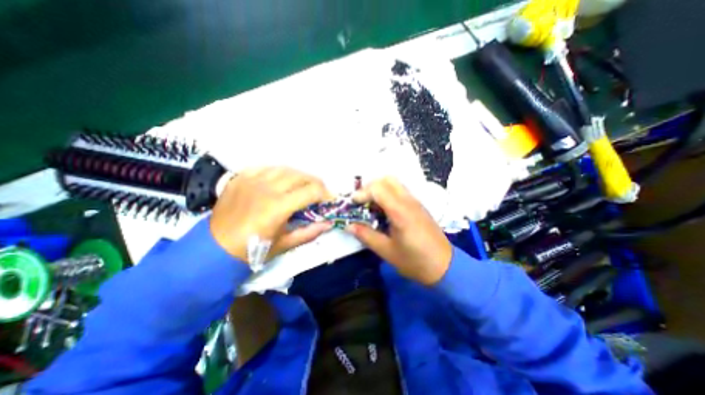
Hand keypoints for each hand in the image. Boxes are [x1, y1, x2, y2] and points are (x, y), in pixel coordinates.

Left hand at [208, 167, 334, 262]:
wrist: (214, 248)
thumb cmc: (253, 250)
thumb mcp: (285, 244)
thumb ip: (310, 232)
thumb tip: (328, 223)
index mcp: (278, 206)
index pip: (312, 191)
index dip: (326, 194)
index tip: (330, 200)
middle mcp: (266, 188)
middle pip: (301, 175)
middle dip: (316, 183)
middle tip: (319, 193)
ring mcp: (251, 180)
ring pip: (285, 168)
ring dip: (299, 176)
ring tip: (302, 186)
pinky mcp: (241, 177)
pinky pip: (266, 167)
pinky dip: (278, 173)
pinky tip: (280, 181)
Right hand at [347, 178, 450, 284]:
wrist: (445, 266)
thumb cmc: (415, 261)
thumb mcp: (386, 251)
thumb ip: (366, 235)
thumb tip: (348, 226)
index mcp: (400, 212)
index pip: (378, 189)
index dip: (362, 193)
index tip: (352, 204)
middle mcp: (409, 201)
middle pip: (387, 179)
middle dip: (370, 187)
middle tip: (361, 201)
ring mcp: (415, 202)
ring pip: (395, 183)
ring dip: (379, 189)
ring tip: (370, 205)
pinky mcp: (418, 206)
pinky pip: (400, 191)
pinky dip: (388, 193)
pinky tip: (384, 210)